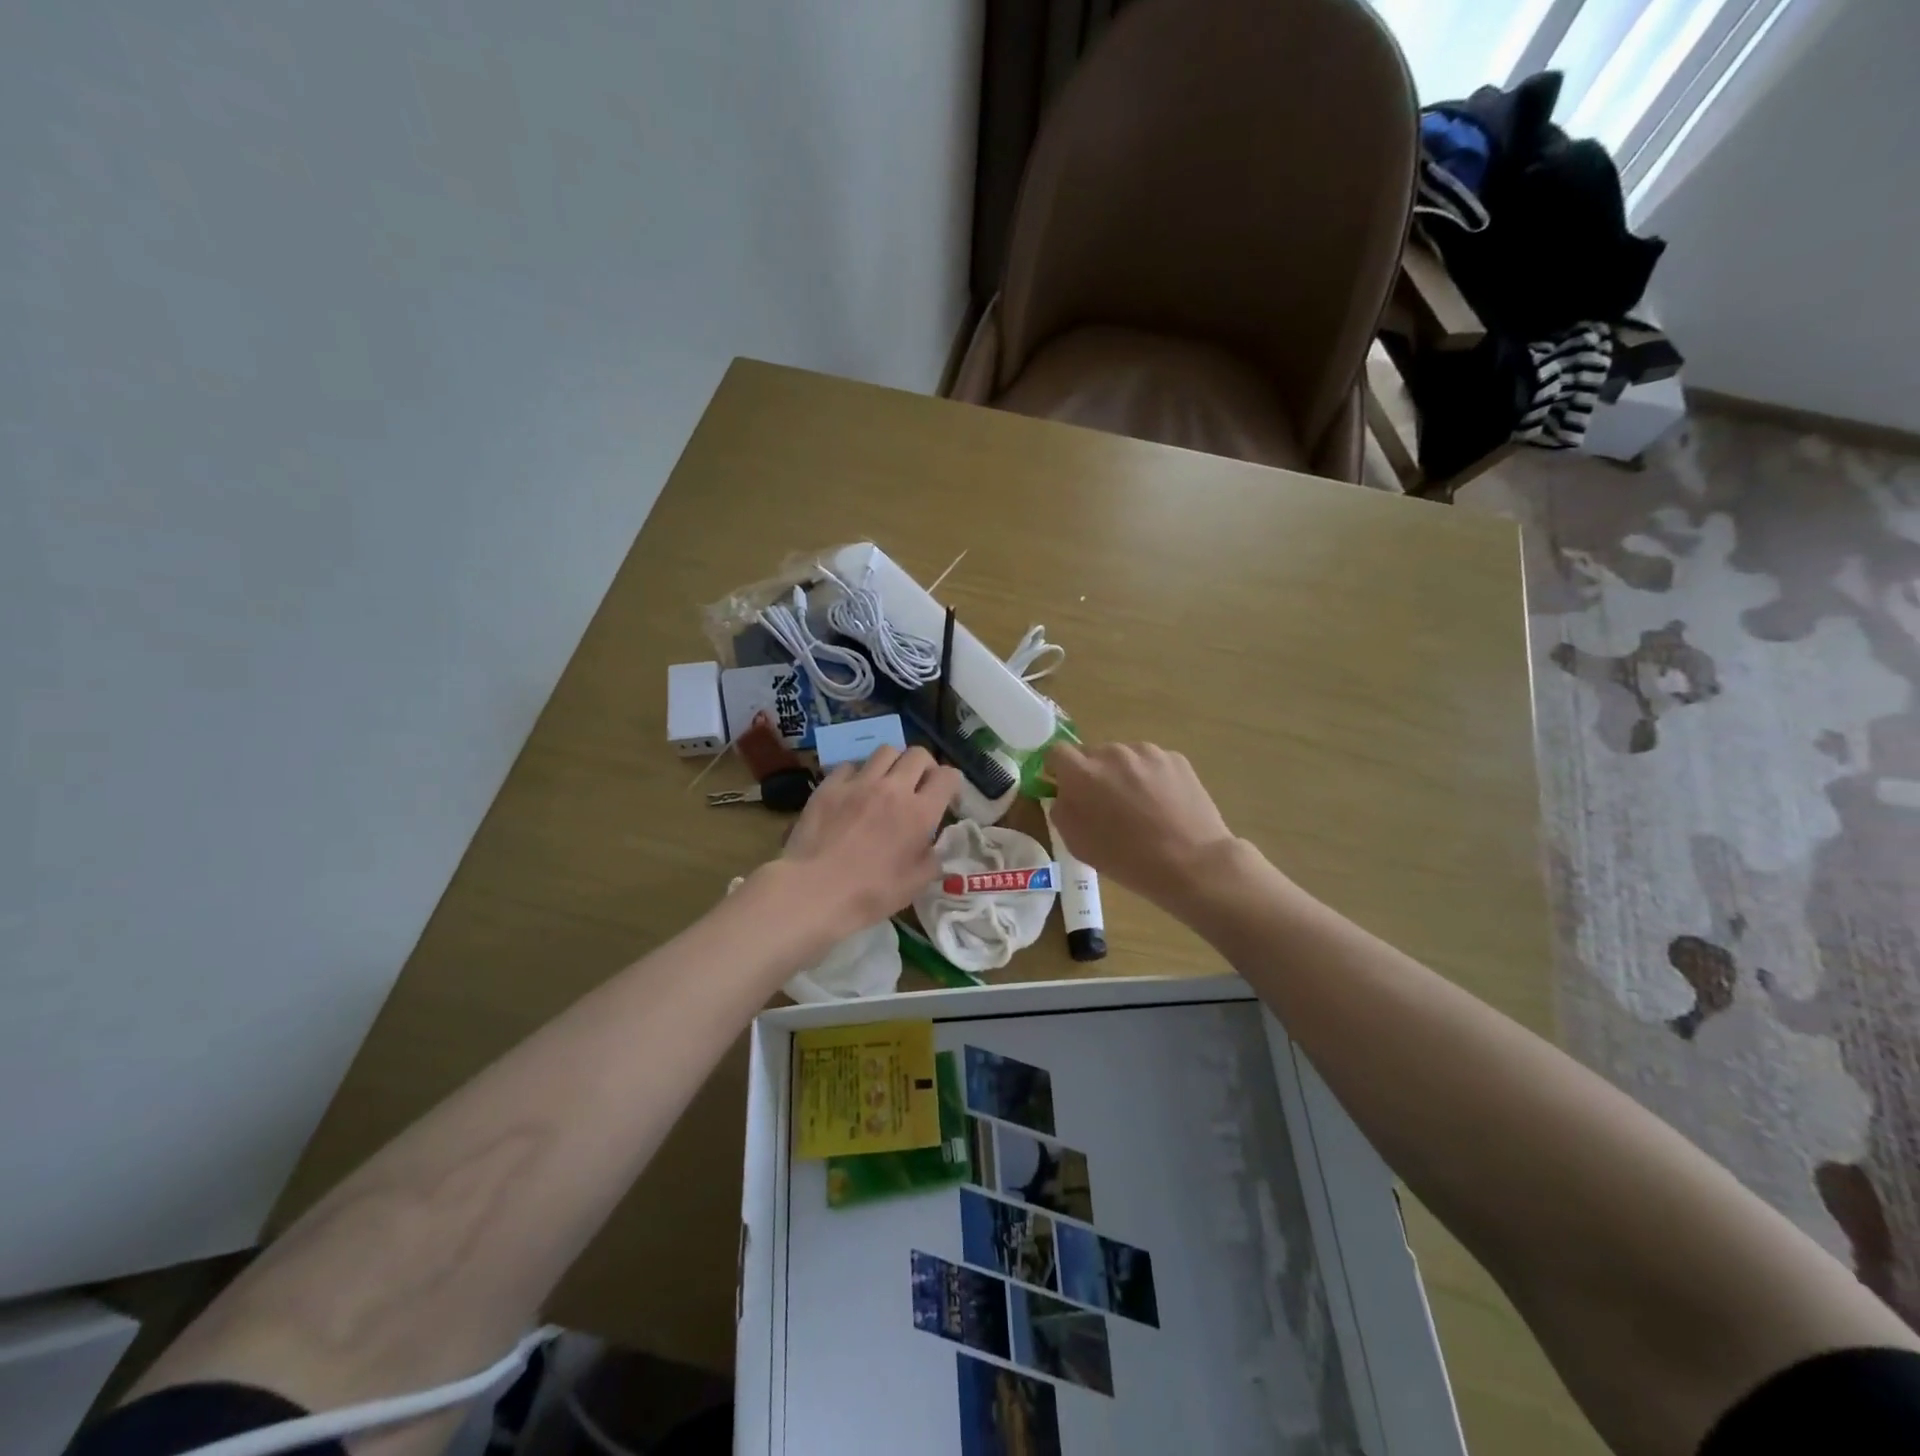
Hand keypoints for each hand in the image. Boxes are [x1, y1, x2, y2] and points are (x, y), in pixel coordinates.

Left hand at [780, 745, 960, 934]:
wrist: (814, 891)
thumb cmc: (870, 894)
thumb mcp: (916, 885)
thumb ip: (933, 858)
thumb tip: (934, 845)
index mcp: (919, 813)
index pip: (947, 776)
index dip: (952, 784)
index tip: (946, 798)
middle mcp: (893, 788)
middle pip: (918, 754)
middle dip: (924, 767)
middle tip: (918, 786)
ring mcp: (859, 783)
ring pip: (886, 751)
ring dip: (893, 764)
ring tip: (887, 783)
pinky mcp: (830, 785)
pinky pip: (851, 765)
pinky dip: (858, 774)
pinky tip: (853, 792)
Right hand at [1045, 742, 1240, 907]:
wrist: (1192, 862)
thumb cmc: (1127, 859)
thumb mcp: (1077, 843)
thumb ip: (1062, 810)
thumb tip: (1064, 794)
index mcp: (1083, 773)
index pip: (1057, 752)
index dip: (1059, 770)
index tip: (1066, 788)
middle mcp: (1112, 753)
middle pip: (1092, 755)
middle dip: (1094, 775)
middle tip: (1107, 805)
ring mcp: (1147, 752)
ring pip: (1124, 757)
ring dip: (1123, 774)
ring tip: (1140, 806)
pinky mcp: (1175, 758)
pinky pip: (1151, 763)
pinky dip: (1151, 778)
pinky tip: (1164, 805)